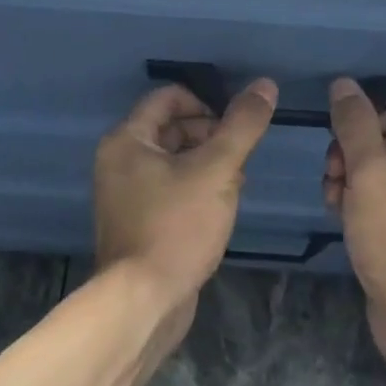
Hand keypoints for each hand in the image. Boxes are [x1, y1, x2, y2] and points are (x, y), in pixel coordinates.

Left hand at [94, 78, 278, 315]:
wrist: (145, 300)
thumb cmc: (177, 226)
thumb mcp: (217, 170)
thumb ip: (242, 126)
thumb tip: (265, 85)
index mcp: (128, 140)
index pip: (168, 98)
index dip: (207, 103)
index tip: (235, 126)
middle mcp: (119, 162)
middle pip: (171, 129)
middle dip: (211, 137)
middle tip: (239, 159)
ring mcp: (126, 195)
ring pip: (174, 161)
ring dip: (208, 165)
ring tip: (234, 186)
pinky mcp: (138, 222)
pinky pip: (170, 189)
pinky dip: (195, 190)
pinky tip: (219, 210)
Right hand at [324, 78, 385, 368]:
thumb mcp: (371, 175)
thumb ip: (355, 127)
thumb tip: (343, 84)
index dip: (362, 124)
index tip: (337, 148)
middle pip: (385, 144)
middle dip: (350, 156)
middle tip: (333, 179)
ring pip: (378, 177)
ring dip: (348, 182)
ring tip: (334, 204)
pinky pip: (381, 206)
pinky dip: (359, 206)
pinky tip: (341, 220)